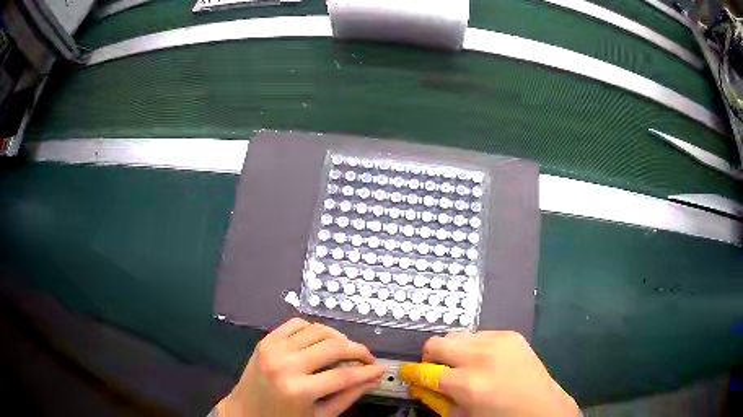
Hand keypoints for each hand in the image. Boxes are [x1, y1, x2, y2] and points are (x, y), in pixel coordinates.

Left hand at [217, 318, 384, 416]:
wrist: (245, 411)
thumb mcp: (319, 415)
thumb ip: (347, 397)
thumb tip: (373, 380)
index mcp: (299, 390)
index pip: (343, 376)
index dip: (366, 371)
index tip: (380, 368)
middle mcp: (286, 364)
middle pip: (333, 347)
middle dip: (358, 350)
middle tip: (368, 358)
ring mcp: (274, 348)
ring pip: (317, 330)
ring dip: (338, 337)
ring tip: (347, 349)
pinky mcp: (266, 340)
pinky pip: (297, 323)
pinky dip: (314, 328)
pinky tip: (322, 340)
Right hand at [408, 331, 577, 416]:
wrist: (542, 407)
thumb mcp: (461, 416)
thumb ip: (435, 399)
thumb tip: (417, 383)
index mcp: (468, 384)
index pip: (424, 371)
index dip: (411, 373)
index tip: (408, 375)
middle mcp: (481, 357)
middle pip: (436, 343)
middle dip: (430, 358)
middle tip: (438, 372)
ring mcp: (498, 341)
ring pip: (456, 336)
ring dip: (453, 352)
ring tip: (464, 367)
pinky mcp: (510, 334)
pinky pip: (478, 334)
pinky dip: (473, 347)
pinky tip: (485, 361)